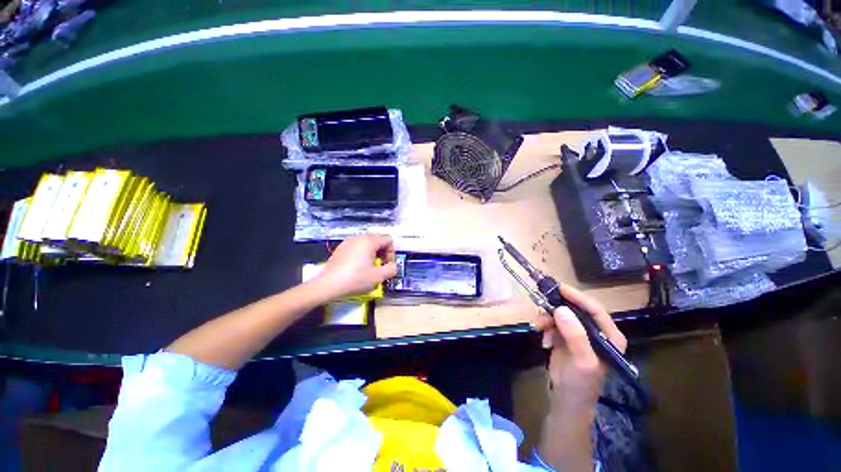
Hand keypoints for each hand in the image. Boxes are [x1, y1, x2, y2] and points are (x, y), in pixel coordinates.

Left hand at [313, 234, 397, 301]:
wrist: (327, 285)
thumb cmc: (355, 279)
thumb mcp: (378, 277)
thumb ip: (392, 269)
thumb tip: (394, 266)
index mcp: (369, 241)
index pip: (388, 240)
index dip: (392, 253)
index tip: (387, 266)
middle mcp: (359, 237)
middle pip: (378, 241)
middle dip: (382, 254)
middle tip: (380, 267)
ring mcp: (348, 242)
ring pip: (367, 244)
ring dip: (373, 254)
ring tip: (369, 268)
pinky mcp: (340, 248)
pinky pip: (357, 247)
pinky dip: (362, 255)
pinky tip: (357, 268)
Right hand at [533, 284, 626, 411]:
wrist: (566, 400)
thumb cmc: (581, 383)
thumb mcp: (582, 361)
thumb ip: (575, 335)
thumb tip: (560, 309)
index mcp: (609, 336)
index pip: (595, 309)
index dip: (577, 297)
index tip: (558, 287)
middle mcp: (595, 331)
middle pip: (575, 309)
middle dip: (557, 307)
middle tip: (541, 305)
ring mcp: (579, 334)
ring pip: (561, 314)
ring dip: (548, 318)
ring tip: (538, 327)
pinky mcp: (565, 337)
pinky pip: (553, 322)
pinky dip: (545, 326)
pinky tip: (543, 337)